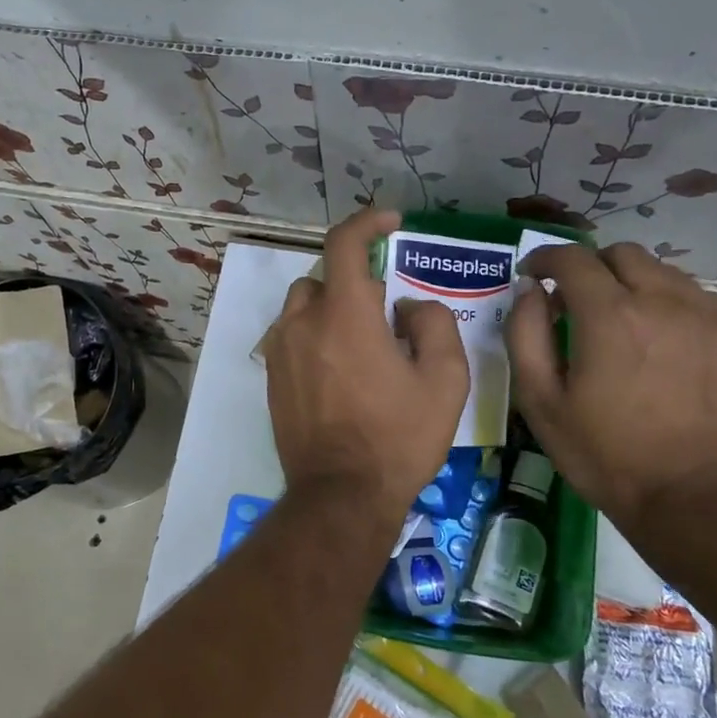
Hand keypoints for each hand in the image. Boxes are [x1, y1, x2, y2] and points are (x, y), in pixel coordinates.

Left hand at [264, 208, 468, 536]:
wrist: (341, 495)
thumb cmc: (398, 437)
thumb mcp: (445, 381)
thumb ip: (433, 324)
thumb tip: (407, 306)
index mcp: (345, 315)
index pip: (345, 243)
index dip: (368, 222)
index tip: (391, 223)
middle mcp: (303, 323)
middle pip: (326, 277)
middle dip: (357, 282)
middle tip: (388, 313)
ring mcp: (280, 351)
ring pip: (304, 306)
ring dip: (333, 309)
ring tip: (363, 344)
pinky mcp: (271, 378)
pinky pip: (293, 337)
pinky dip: (315, 335)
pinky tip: (340, 372)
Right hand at [506, 241, 716, 529]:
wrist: (693, 498)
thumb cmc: (604, 453)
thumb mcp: (540, 401)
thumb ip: (526, 334)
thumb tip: (529, 290)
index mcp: (609, 315)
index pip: (572, 258)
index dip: (545, 258)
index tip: (532, 273)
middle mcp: (663, 301)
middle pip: (621, 254)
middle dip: (590, 267)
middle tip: (575, 302)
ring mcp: (708, 316)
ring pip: (662, 272)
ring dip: (631, 284)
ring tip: (619, 324)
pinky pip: (695, 299)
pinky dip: (667, 305)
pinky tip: (659, 344)